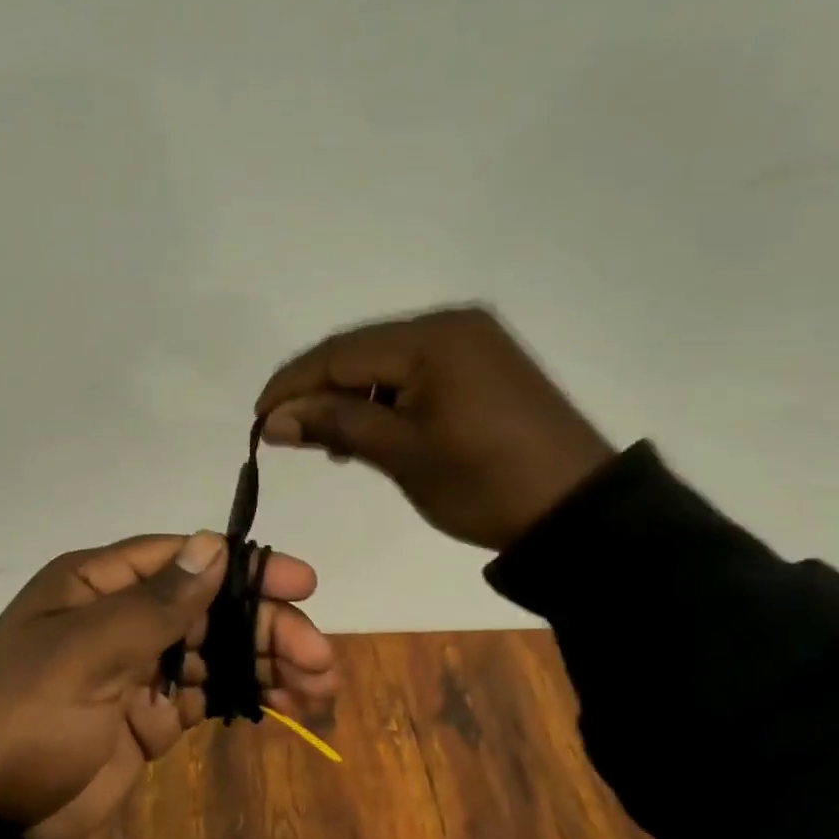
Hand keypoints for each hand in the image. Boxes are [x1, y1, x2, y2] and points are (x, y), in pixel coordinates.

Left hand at [0, 531, 334, 838]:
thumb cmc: (24, 715)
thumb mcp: (84, 652)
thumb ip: (153, 603)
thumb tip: (211, 544)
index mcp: (98, 584)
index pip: (183, 560)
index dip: (243, 568)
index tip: (300, 584)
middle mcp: (122, 616)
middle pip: (209, 608)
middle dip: (265, 627)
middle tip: (320, 655)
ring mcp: (138, 668)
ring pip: (215, 651)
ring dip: (266, 662)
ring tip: (321, 685)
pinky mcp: (150, 716)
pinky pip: (207, 694)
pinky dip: (246, 696)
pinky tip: (289, 706)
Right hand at [255, 306, 614, 552]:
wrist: (581, 513)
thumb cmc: (485, 483)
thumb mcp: (402, 455)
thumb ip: (334, 425)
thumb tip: (273, 420)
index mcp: (433, 338)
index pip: (340, 352)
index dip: (292, 383)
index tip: (258, 418)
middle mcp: (452, 325)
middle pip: (361, 351)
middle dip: (318, 389)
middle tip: (284, 431)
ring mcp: (472, 342)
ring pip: (386, 362)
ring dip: (351, 395)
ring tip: (326, 439)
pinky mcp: (484, 365)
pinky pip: (417, 372)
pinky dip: (386, 398)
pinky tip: (370, 429)